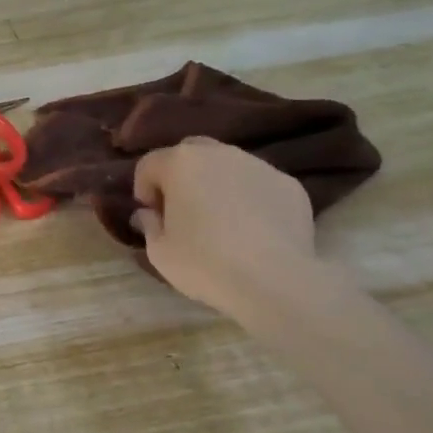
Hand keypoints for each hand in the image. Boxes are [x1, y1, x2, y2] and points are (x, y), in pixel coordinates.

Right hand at [132, 138, 318, 311]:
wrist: (273, 280)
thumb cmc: (204, 263)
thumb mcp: (159, 251)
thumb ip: (149, 224)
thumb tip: (149, 214)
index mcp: (180, 163)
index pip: (149, 164)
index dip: (143, 188)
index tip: (151, 214)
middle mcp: (219, 153)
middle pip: (190, 153)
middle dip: (181, 175)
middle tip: (182, 209)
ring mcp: (258, 165)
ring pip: (228, 166)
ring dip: (217, 184)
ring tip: (221, 220)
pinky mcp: (289, 185)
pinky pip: (259, 185)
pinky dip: (250, 198)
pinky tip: (254, 230)